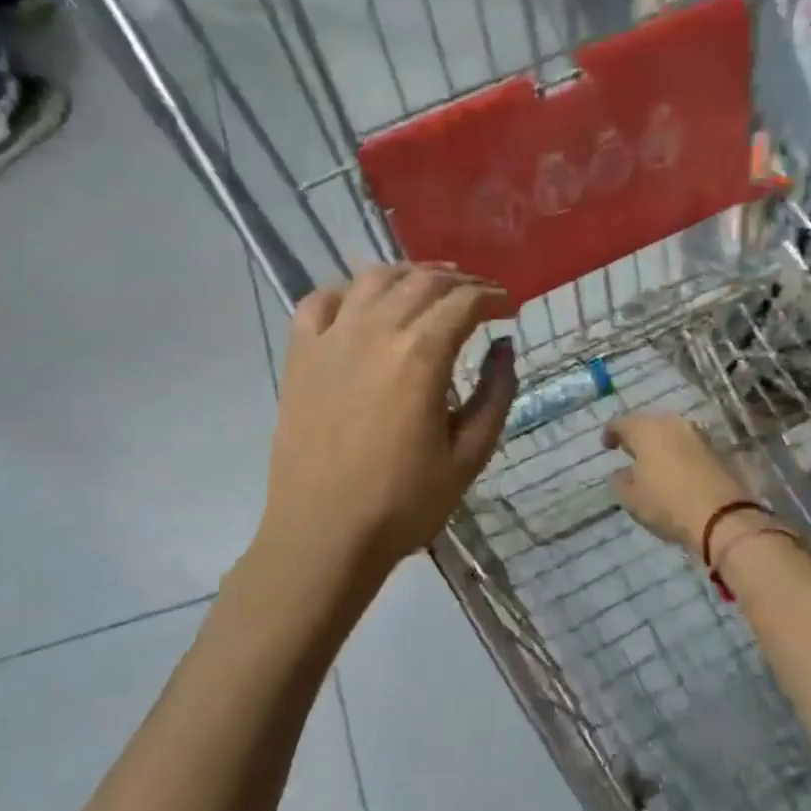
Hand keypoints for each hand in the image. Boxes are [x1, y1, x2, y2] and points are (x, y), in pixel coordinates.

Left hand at [263, 264, 516, 572]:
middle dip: (459, 282)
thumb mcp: (469, 455)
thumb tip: (505, 347)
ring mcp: (331, 339)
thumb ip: (496, 394)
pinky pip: (320, 301)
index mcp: (420, 356)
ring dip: (409, 275)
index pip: (463, 302)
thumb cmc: (404, 503)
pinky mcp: (300, 356)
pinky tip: (364, 305)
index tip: (509, 307)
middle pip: (422, 282)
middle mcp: (374, 332)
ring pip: (373, 279)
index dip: (493, 297)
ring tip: (429, 289)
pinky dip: (349, 291)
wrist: (324, 534)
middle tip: (479, 297)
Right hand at [604, 414, 751, 554]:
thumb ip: (621, 481)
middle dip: (637, 435)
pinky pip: (689, 445)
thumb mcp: (632, 499)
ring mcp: (698, 434)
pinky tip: (676, 469)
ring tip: (654, 461)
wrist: (723, 517)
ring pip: (671, 432)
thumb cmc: (668, 504)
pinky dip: (679, 452)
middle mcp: (672, 424)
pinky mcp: (717, 449)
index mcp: (646, 430)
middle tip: (630, 451)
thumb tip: (623, 472)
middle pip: (649, 423)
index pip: (621, 423)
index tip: (607, 446)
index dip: (610, 433)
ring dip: (660, 443)